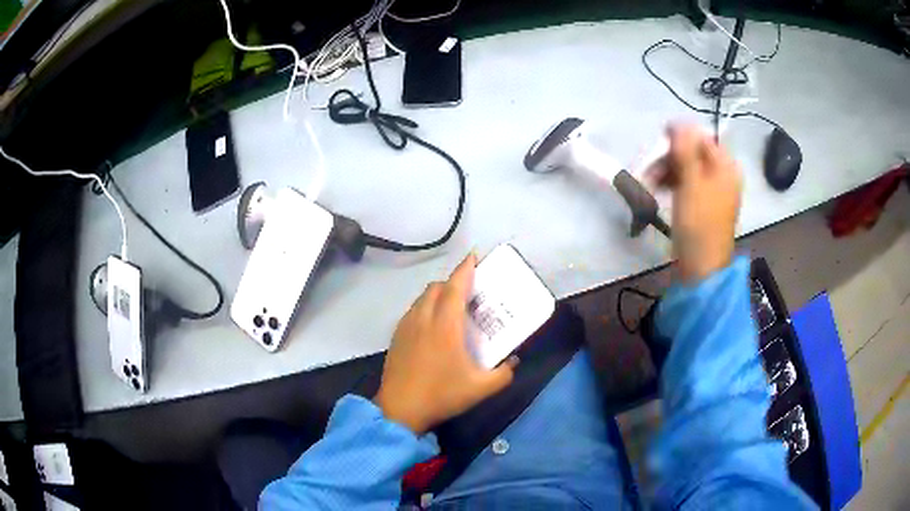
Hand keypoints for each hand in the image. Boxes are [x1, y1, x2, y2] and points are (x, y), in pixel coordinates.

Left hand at [374, 254, 517, 434]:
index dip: (465, 268)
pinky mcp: (396, 336)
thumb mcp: (480, 388)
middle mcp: (424, 318)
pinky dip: (425, 307)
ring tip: (451, 307)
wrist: (400, 409)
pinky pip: (413, 310)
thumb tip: (514, 362)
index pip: (455, 287)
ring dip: (437, 294)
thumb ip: (504, 374)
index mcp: (445, 325)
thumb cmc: (442, 395)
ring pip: (422, 298)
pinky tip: (431, 326)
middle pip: (436, 287)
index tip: (474, 255)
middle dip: (453, 282)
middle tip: (469, 291)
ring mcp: (406, 326)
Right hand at [650, 124, 741, 282]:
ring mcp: (714, 191)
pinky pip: (688, 184)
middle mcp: (723, 174)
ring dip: (667, 171)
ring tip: (649, 184)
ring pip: (688, 168)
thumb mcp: (690, 182)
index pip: (700, 138)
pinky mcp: (704, 205)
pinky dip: (673, 184)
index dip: (678, 138)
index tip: (656, 146)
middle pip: (694, 153)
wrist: (702, 267)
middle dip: (669, 158)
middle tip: (649, 169)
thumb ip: (685, 149)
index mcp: (725, 166)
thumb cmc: (699, 223)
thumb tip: (678, 122)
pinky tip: (659, 191)